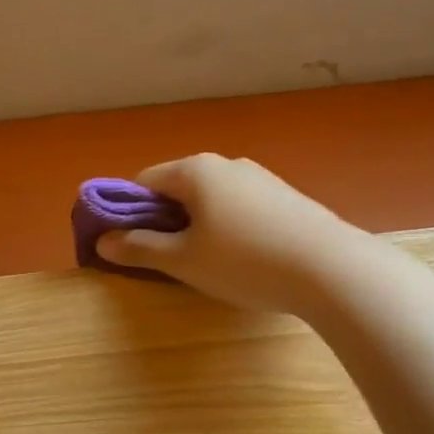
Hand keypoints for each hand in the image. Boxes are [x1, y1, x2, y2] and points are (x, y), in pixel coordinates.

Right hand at [96, 154, 356, 315]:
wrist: (331, 269)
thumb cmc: (244, 261)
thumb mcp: (183, 261)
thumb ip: (139, 248)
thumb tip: (103, 241)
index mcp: (195, 170)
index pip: (143, 181)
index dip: (126, 211)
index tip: (127, 243)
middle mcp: (226, 164)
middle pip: (177, 187)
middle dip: (162, 219)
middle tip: (163, 258)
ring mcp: (260, 178)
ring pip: (210, 198)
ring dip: (195, 224)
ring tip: (204, 262)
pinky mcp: (285, 197)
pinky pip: (238, 206)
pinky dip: (226, 226)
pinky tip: (241, 257)